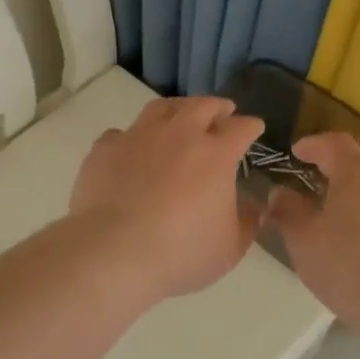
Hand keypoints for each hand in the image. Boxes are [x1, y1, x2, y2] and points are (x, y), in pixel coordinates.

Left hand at [69, 97, 264, 300]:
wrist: (113, 253)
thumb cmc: (180, 252)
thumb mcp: (229, 248)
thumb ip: (246, 222)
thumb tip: (251, 206)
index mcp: (215, 154)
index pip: (241, 128)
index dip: (251, 126)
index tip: (254, 127)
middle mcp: (179, 134)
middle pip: (202, 105)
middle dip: (217, 106)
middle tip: (223, 111)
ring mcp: (139, 136)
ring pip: (162, 108)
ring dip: (177, 109)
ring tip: (180, 116)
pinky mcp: (105, 148)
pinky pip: (121, 133)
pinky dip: (131, 138)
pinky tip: (132, 149)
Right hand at [266, 131, 359, 343]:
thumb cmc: (351, 267)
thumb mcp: (305, 242)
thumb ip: (289, 212)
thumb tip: (279, 193)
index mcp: (357, 172)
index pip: (334, 142)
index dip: (313, 144)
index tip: (297, 152)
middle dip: (346, 152)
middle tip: (326, 167)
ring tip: (353, 197)